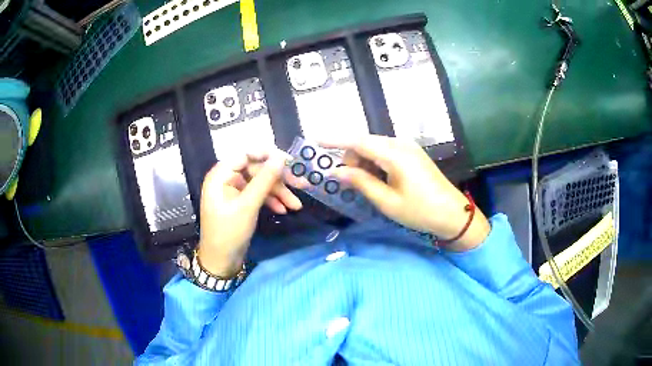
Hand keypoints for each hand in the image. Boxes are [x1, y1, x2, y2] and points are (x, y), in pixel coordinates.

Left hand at [198, 150, 302, 275]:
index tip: (291, 161)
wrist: (220, 262)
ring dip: (279, 193)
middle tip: (302, 185)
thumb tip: (280, 158)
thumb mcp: (247, 206)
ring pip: (260, 183)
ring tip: (297, 206)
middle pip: (256, 170)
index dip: (268, 155)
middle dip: (278, 179)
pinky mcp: (240, 203)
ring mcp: (234, 191)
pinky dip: (271, 201)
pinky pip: (258, 195)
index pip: (246, 154)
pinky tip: (284, 210)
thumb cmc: (229, 233)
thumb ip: (264, 180)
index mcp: (221, 175)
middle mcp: (227, 179)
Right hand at [326, 135, 489, 251]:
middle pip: (366, 143)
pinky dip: (375, 163)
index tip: (316, 140)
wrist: (453, 214)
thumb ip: (361, 183)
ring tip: (361, 184)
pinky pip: (386, 152)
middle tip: (343, 180)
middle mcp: (401, 144)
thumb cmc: (420, 211)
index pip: (358, 141)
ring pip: (375, 147)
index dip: (335, 140)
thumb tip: (337, 171)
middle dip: (350, 157)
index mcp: (395, 154)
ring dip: (363, 161)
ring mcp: (408, 148)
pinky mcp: (412, 154)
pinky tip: (375, 179)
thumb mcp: (387, 201)